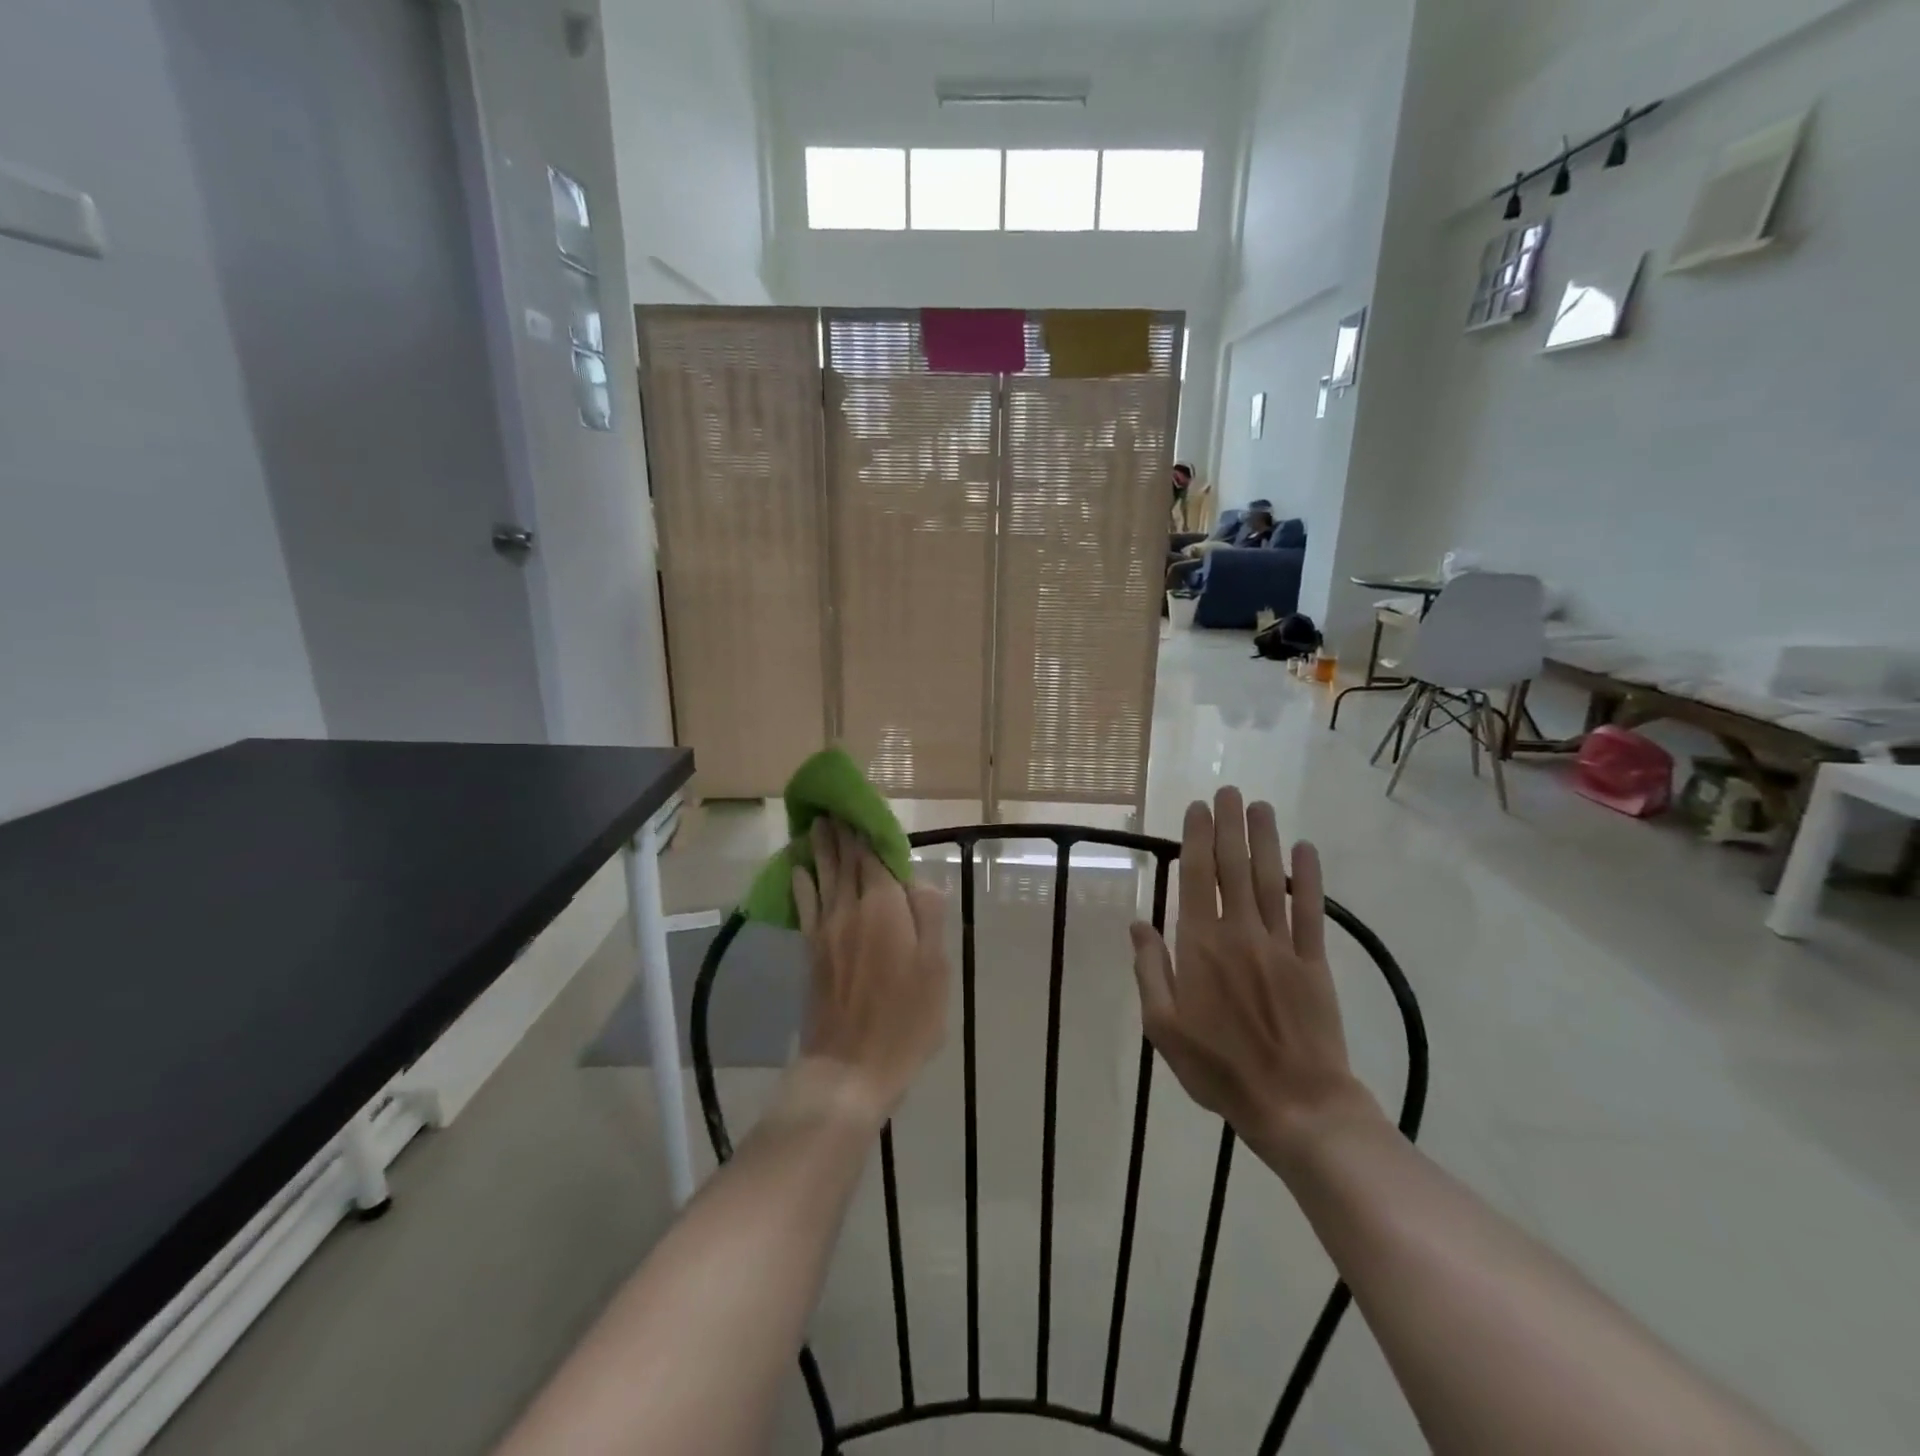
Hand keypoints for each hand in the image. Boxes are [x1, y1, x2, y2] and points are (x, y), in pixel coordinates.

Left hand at [790, 818, 948, 1128]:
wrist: (850, 1067)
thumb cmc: (905, 1021)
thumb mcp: (935, 970)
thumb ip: (928, 918)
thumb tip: (918, 879)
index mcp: (884, 908)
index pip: (875, 857)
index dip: (870, 832)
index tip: (865, 810)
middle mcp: (851, 909)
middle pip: (845, 861)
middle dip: (843, 833)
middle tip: (835, 807)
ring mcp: (826, 929)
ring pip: (822, 876)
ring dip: (820, 848)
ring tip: (817, 824)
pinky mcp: (811, 950)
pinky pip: (805, 905)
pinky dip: (801, 882)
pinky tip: (798, 869)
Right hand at [1130, 789, 1380, 1164]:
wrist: (1294, 1105)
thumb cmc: (1218, 1068)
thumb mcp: (1163, 1027)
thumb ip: (1150, 970)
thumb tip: (1137, 924)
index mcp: (1200, 947)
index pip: (1197, 879)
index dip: (1197, 839)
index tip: (1197, 808)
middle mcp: (1240, 934)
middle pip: (1234, 868)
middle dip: (1230, 826)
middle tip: (1228, 791)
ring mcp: (1280, 946)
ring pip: (1271, 880)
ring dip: (1265, 840)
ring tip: (1260, 806)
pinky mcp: (1314, 962)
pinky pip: (1311, 911)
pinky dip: (1310, 878)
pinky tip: (1306, 850)